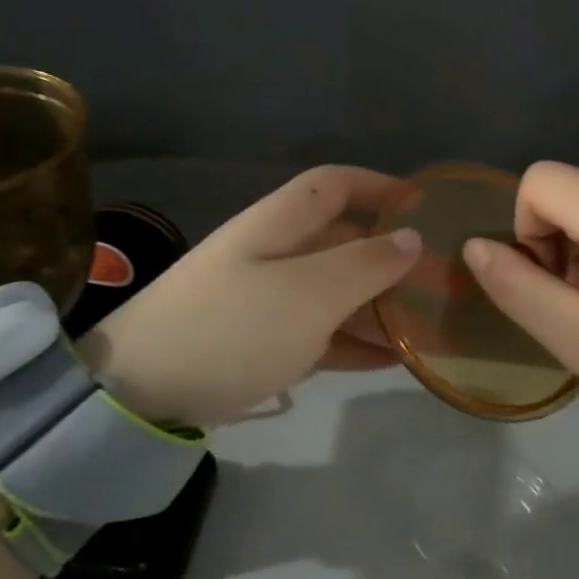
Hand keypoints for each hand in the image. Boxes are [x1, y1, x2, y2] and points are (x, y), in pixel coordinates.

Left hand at [77, 167, 420, 427]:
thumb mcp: (308, 294)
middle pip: (341, 240)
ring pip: (333, 290)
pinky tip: (389, 361)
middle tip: (438, 283)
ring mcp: (264, 299)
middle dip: (389, 257)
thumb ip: (365, 264)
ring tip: (424, 328)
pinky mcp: (258, 342)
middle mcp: (273, 252)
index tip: (425, 205)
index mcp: (279, 223)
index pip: (335, 184)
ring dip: (377, 306)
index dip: (380, 186)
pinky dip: (353, 342)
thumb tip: (411, 237)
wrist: (140, 393)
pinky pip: (318, 332)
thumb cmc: (233, 328)